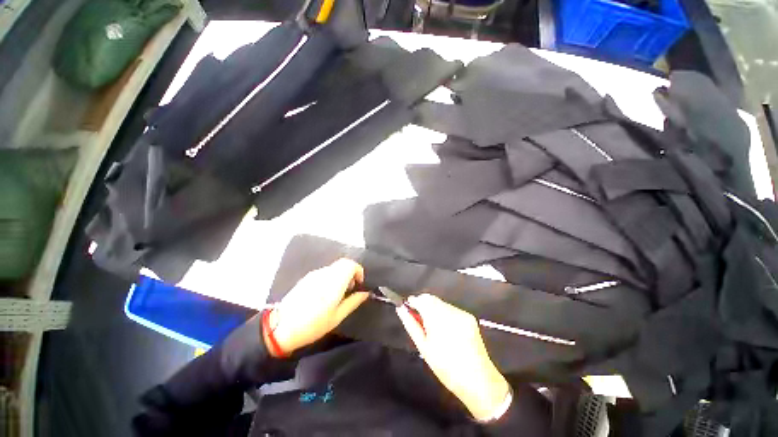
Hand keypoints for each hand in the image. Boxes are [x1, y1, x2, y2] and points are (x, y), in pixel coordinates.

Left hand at [266, 259, 368, 356]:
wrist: (281, 327)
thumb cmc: (313, 325)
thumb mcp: (337, 317)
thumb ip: (353, 301)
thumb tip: (365, 293)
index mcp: (334, 282)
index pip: (350, 264)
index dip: (359, 271)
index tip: (359, 284)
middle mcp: (325, 273)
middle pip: (343, 263)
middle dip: (351, 272)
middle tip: (350, 288)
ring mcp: (314, 274)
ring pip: (334, 267)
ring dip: (341, 275)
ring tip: (338, 293)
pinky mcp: (307, 278)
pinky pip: (325, 272)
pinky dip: (331, 277)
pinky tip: (325, 293)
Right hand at [397, 294, 509, 420]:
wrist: (478, 381)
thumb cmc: (446, 368)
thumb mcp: (424, 348)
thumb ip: (411, 324)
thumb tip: (400, 308)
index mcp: (438, 319)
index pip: (422, 299)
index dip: (413, 302)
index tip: (408, 308)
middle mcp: (451, 311)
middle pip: (432, 299)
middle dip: (423, 305)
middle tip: (420, 321)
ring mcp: (461, 313)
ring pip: (441, 303)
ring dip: (434, 309)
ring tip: (434, 329)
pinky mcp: (469, 317)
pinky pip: (451, 309)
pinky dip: (444, 314)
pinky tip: (446, 330)